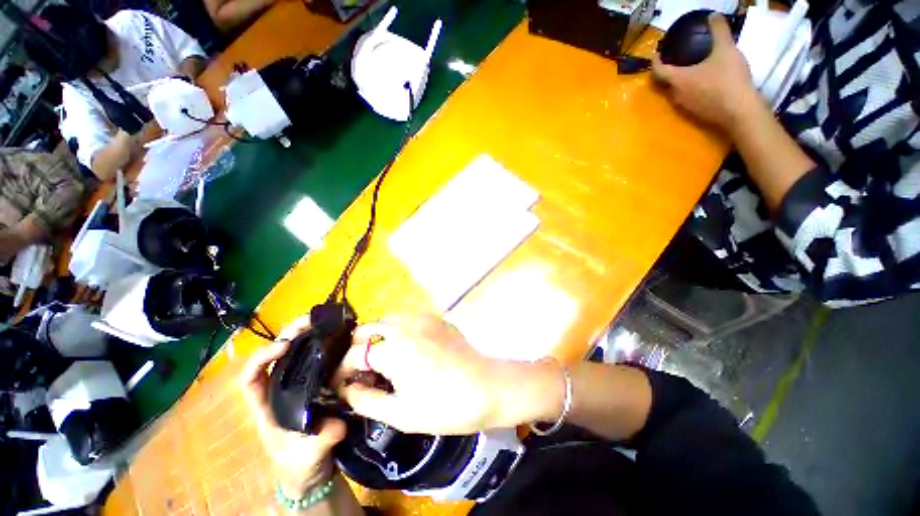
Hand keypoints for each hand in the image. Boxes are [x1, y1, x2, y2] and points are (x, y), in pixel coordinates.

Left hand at [241, 317, 345, 498]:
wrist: (314, 470)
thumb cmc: (301, 465)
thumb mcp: (307, 457)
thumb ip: (320, 442)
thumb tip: (337, 426)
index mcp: (266, 406)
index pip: (252, 376)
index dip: (262, 357)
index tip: (285, 345)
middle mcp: (279, 389)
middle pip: (276, 356)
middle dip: (290, 334)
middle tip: (310, 320)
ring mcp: (298, 384)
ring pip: (297, 354)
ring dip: (308, 335)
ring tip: (326, 321)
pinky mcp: (317, 383)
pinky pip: (316, 360)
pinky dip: (324, 345)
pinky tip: (339, 338)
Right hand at [337, 314, 563, 434]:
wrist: (487, 387)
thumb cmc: (445, 406)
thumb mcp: (401, 413)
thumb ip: (367, 400)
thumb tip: (348, 389)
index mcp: (393, 350)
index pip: (353, 355)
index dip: (342, 371)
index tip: (342, 385)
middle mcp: (404, 326)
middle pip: (367, 329)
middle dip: (356, 349)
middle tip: (361, 371)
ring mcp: (422, 318)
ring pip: (387, 319)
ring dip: (377, 336)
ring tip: (381, 359)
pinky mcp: (436, 318)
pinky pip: (407, 318)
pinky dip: (397, 330)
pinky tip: (405, 348)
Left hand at [652, 13, 760, 131]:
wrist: (739, 110)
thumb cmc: (728, 78)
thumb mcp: (726, 49)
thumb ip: (719, 31)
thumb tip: (713, 15)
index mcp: (677, 80)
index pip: (658, 71)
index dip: (655, 61)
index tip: (657, 54)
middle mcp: (676, 95)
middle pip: (664, 84)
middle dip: (666, 73)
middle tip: (673, 61)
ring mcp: (684, 107)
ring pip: (676, 93)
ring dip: (678, 83)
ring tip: (688, 71)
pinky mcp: (695, 114)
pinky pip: (687, 100)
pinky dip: (689, 91)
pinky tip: (701, 85)